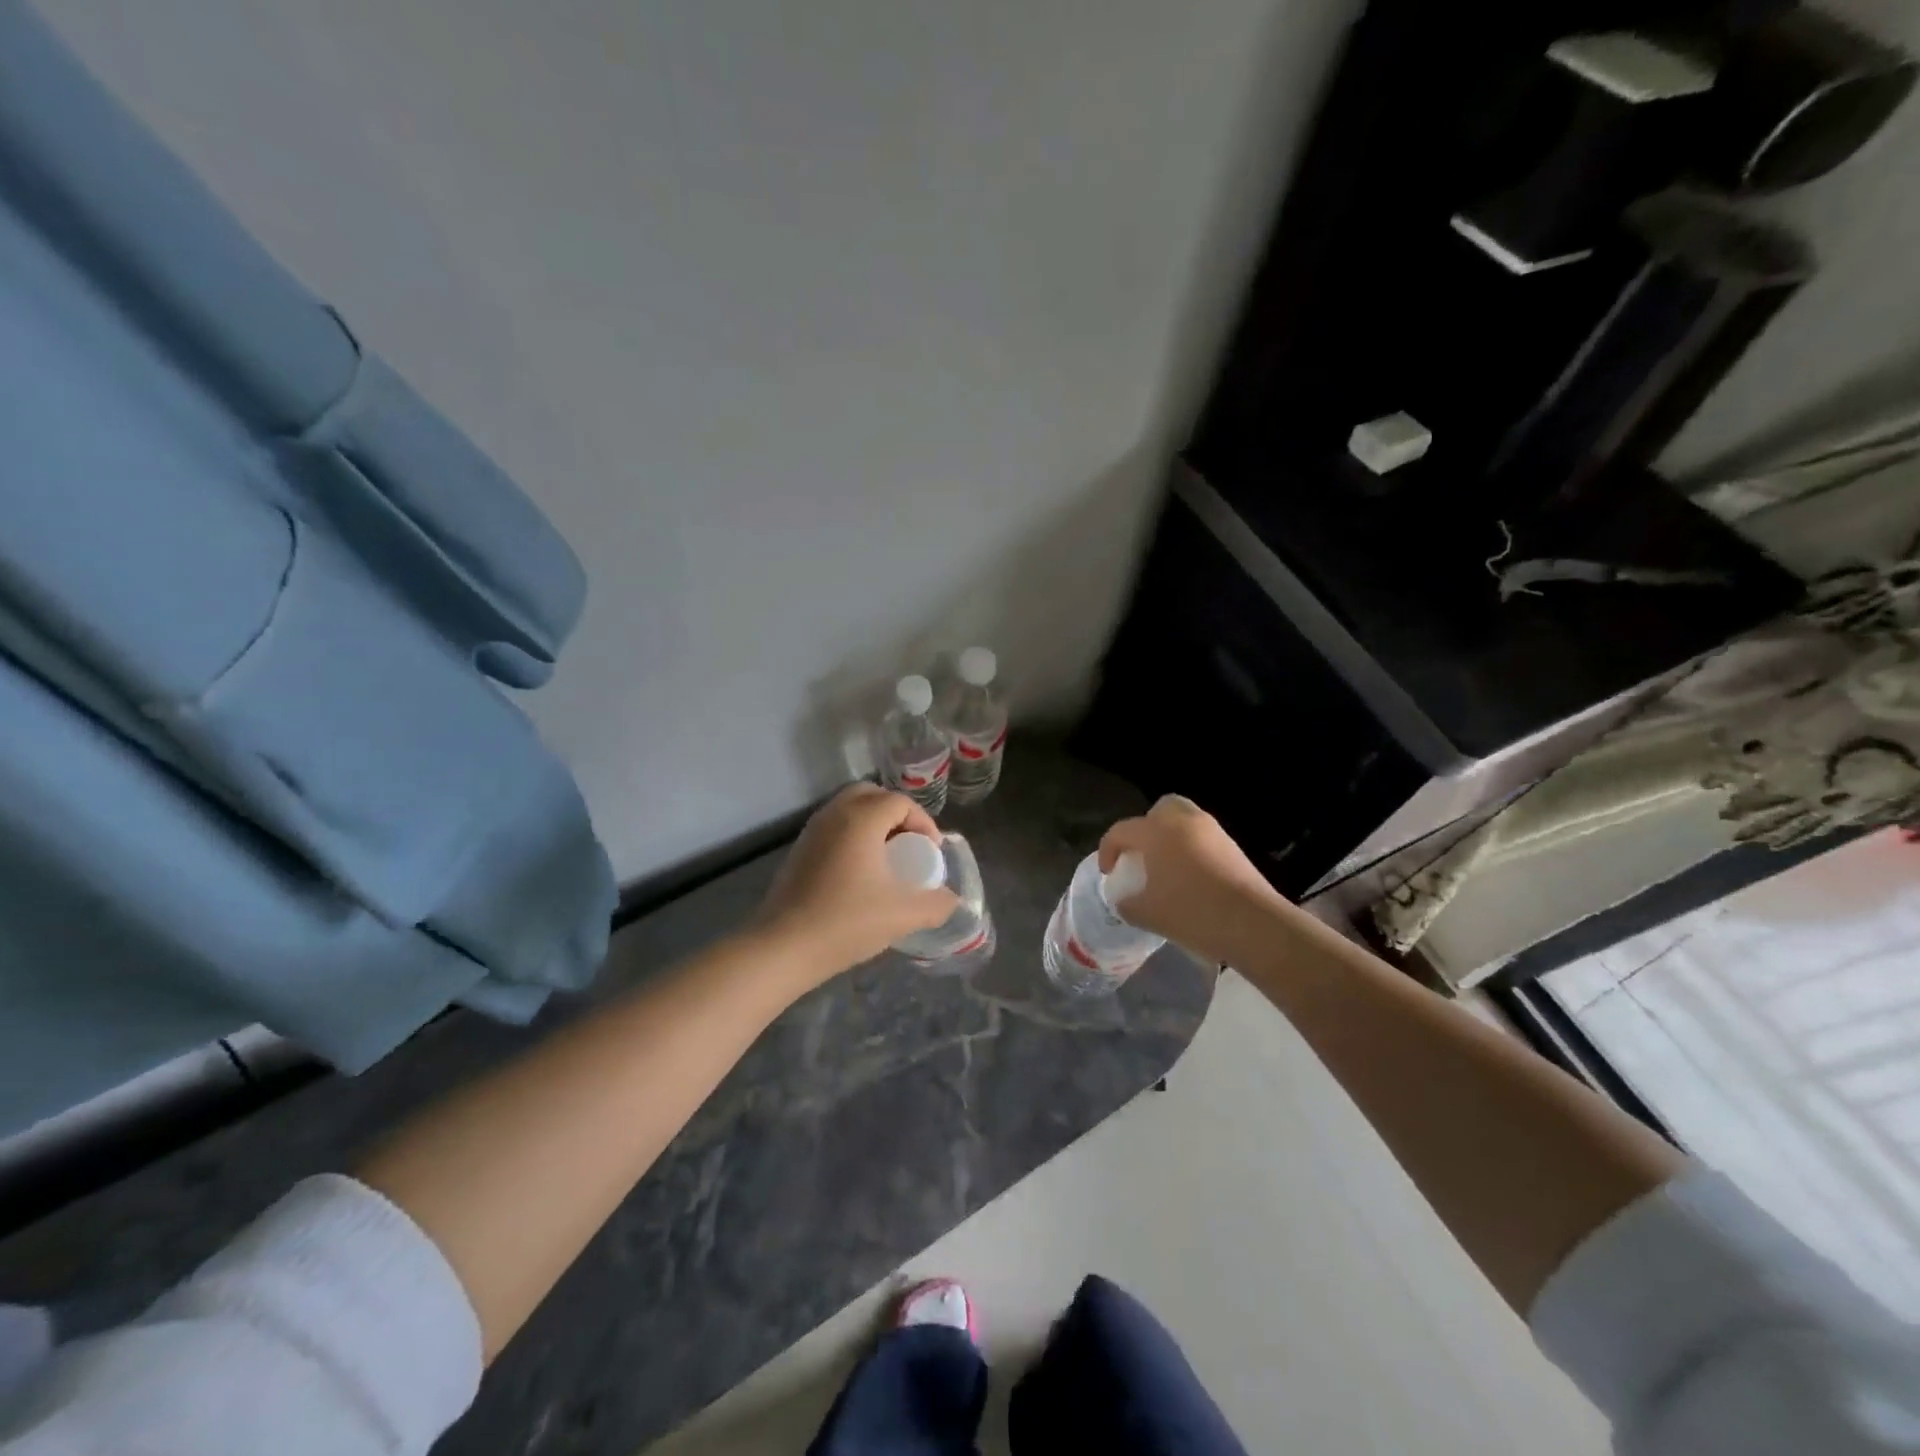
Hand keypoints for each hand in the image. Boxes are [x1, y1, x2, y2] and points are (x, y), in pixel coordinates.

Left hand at [754, 783, 960, 980]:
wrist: (783, 947)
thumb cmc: (846, 922)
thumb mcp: (902, 915)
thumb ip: (936, 905)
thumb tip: (952, 900)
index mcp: (861, 819)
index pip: (900, 802)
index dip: (923, 822)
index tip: (931, 853)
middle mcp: (834, 814)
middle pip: (872, 795)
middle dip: (896, 814)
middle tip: (909, 845)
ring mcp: (812, 831)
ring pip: (849, 809)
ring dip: (873, 824)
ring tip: (886, 859)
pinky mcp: (799, 850)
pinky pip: (834, 828)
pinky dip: (853, 836)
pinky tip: (859, 873)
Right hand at [1098, 795, 1288, 966]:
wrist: (1253, 924)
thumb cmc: (1191, 912)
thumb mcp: (1146, 914)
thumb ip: (1127, 903)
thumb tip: (1125, 900)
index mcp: (1156, 831)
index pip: (1121, 831)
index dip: (1108, 851)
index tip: (1109, 873)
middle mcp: (1183, 821)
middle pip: (1159, 810)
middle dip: (1146, 829)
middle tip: (1142, 857)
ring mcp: (1213, 832)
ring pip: (1185, 823)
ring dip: (1171, 840)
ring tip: (1167, 870)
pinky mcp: (1233, 847)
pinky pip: (1204, 840)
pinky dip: (1192, 851)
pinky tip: (1191, 880)